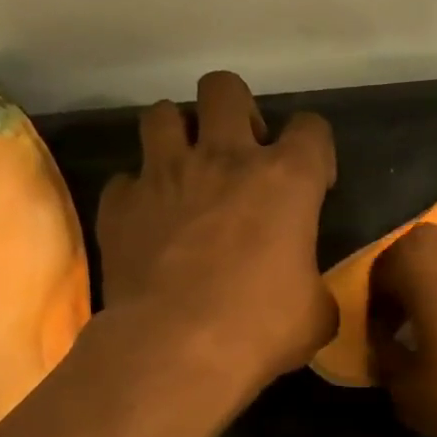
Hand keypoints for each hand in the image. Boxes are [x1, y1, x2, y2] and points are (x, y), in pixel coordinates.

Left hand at [97, 71, 336, 392]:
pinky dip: (140, 193)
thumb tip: (307, 290)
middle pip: (224, 88)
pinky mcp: (120, 204)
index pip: (312, 127)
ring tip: (187, 172)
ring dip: (177, 136)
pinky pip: (127, 180)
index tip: (313, 184)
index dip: (316, 150)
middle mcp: (224, 159)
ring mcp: (164, 175)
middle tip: (240, 154)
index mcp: (286, 179)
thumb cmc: (262, 327)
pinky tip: (150, 222)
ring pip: (161, 113)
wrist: (176, 349)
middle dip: (235, 111)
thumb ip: (314, 283)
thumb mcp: (316, 312)